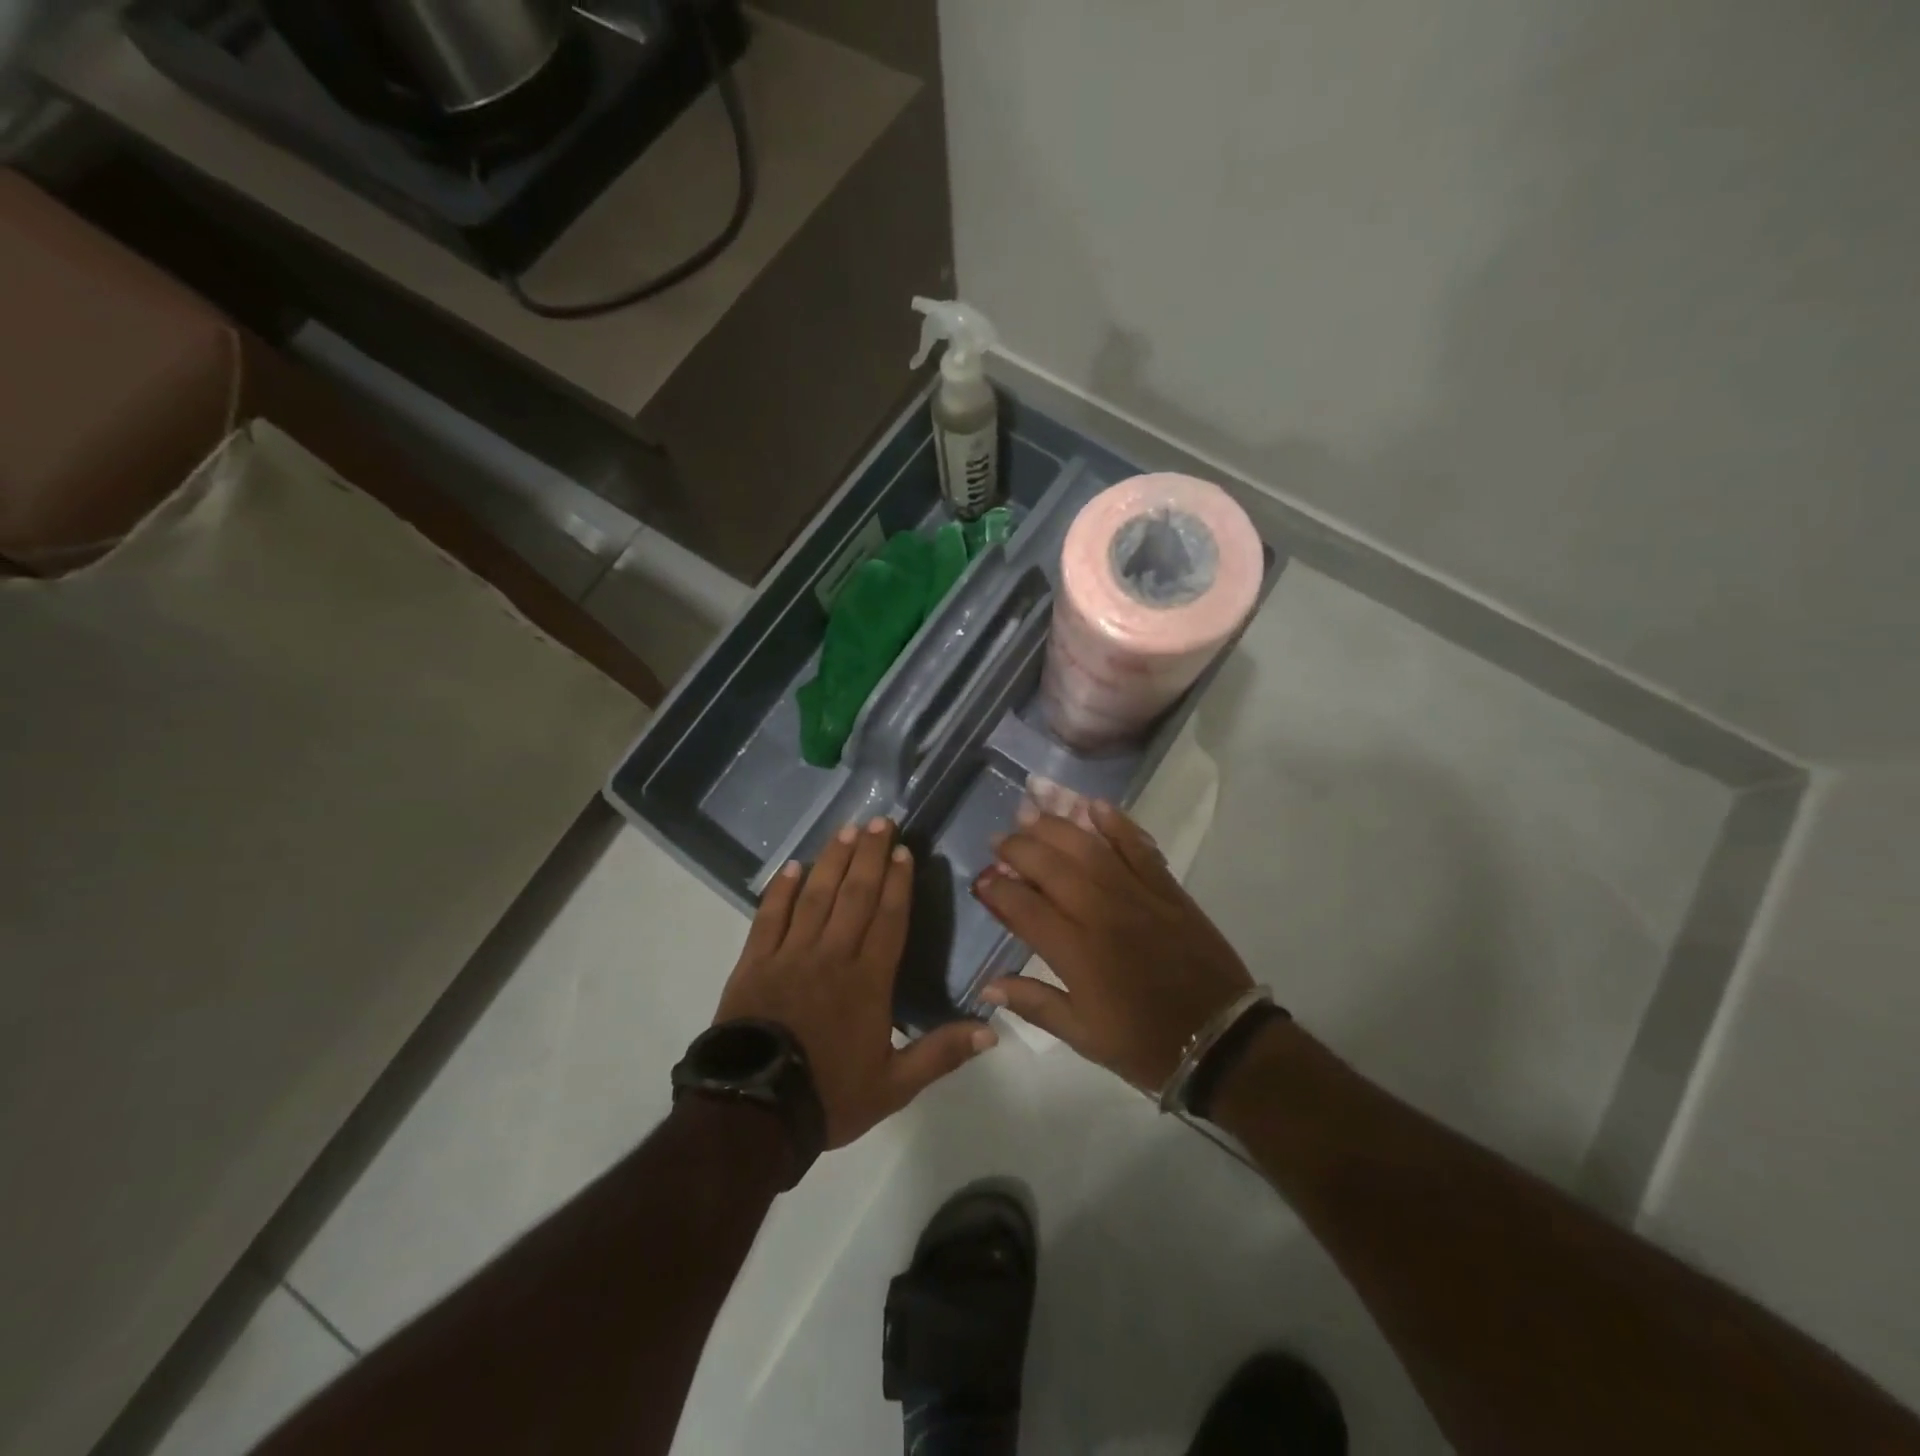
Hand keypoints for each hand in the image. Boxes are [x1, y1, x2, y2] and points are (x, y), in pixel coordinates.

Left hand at [715, 817, 995, 1147]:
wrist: (754, 1113)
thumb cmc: (828, 1095)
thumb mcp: (894, 1086)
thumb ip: (941, 1054)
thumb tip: (992, 1029)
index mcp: (868, 981)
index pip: (889, 919)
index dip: (897, 883)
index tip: (903, 851)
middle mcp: (832, 956)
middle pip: (855, 895)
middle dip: (869, 856)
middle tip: (879, 821)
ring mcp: (790, 955)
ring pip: (816, 896)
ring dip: (833, 861)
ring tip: (846, 830)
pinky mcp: (755, 962)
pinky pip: (770, 916)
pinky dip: (781, 890)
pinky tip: (792, 866)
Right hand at [971, 801, 1253, 1094]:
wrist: (1222, 1040)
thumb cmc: (1145, 1044)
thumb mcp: (1083, 1036)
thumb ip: (1034, 1003)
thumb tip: (987, 987)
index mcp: (1076, 952)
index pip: (1023, 906)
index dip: (996, 890)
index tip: (980, 881)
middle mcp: (1100, 912)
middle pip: (1050, 865)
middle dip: (1017, 848)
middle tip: (998, 841)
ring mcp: (1136, 894)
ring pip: (1088, 847)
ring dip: (1056, 825)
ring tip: (1032, 812)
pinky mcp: (1166, 888)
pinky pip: (1137, 846)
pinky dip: (1116, 823)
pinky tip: (1094, 806)